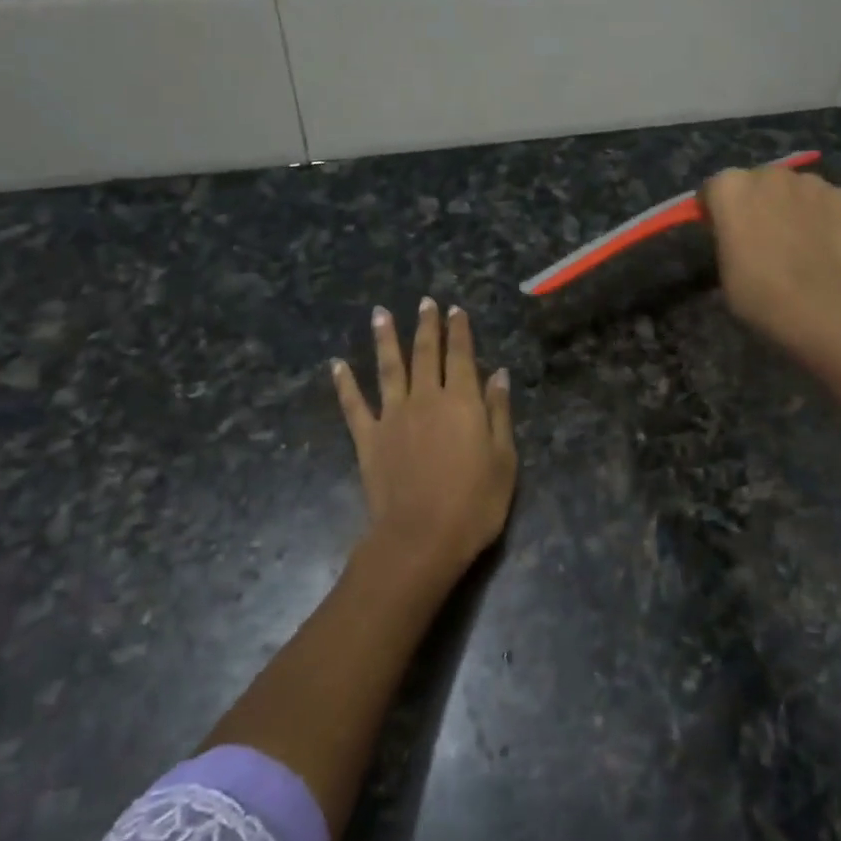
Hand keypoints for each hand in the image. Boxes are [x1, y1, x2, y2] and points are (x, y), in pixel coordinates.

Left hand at [332, 298, 516, 582]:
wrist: (421, 538)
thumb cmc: (474, 504)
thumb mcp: (504, 460)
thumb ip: (498, 413)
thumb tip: (499, 374)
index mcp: (462, 402)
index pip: (461, 356)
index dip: (459, 331)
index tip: (455, 310)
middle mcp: (425, 399)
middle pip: (425, 353)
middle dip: (426, 325)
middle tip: (424, 302)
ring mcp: (392, 416)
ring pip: (388, 368)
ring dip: (385, 338)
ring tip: (380, 313)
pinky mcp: (368, 438)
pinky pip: (353, 405)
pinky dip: (344, 383)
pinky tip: (337, 365)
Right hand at [701, 164, 840, 369]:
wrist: (821, 305)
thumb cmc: (758, 293)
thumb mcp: (725, 270)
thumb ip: (729, 241)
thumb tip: (740, 240)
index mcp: (730, 188)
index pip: (714, 190)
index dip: (718, 211)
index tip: (723, 233)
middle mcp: (769, 175)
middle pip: (758, 182)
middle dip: (757, 202)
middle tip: (762, 237)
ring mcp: (811, 182)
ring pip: (795, 189)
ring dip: (792, 206)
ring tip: (799, 242)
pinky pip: (828, 202)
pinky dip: (825, 216)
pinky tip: (827, 245)